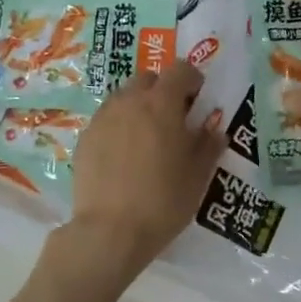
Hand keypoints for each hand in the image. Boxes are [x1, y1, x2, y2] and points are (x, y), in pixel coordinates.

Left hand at [46, 63, 224, 301]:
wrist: (109, 231)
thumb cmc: (163, 200)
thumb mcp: (198, 175)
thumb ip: (208, 145)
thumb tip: (215, 130)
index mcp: (162, 103)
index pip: (180, 69)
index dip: (192, 79)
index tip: (198, 98)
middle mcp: (129, 101)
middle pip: (148, 79)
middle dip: (163, 90)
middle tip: (173, 118)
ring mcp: (103, 117)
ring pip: (124, 97)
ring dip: (138, 106)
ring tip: (147, 137)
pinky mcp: (85, 137)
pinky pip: (107, 119)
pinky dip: (119, 126)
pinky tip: (124, 156)